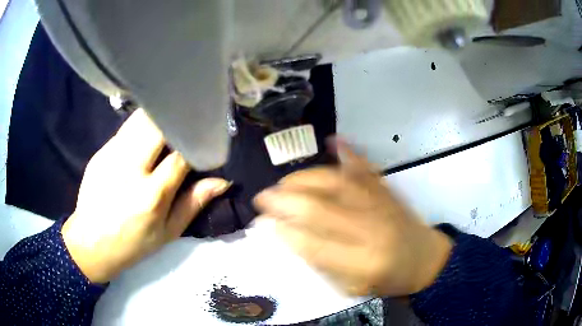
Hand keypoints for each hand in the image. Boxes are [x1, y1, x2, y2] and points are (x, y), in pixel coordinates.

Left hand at [62, 109, 229, 283]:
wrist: (91, 243)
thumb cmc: (132, 244)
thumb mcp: (168, 233)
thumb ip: (193, 203)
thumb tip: (222, 181)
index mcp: (152, 195)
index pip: (182, 154)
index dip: (197, 144)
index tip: (204, 142)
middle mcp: (131, 168)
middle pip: (158, 125)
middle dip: (176, 121)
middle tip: (187, 126)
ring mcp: (112, 156)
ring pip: (140, 120)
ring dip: (158, 119)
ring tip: (167, 127)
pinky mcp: (100, 152)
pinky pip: (125, 130)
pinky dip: (140, 128)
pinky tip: (143, 141)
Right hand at [254, 140, 451, 296]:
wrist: (425, 259)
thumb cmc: (388, 279)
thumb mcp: (351, 287)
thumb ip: (322, 264)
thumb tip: (290, 236)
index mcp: (362, 263)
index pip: (313, 244)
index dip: (285, 231)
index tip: (265, 224)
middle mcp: (371, 229)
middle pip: (320, 208)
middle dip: (285, 201)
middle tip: (262, 198)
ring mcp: (381, 204)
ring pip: (336, 183)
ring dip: (304, 179)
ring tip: (282, 182)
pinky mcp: (388, 190)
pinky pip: (365, 168)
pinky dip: (348, 152)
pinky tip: (332, 140)